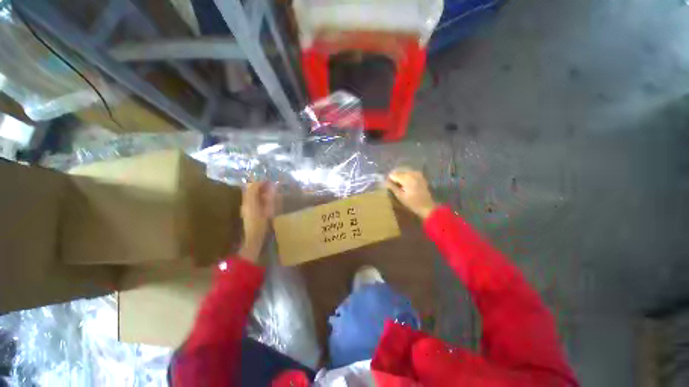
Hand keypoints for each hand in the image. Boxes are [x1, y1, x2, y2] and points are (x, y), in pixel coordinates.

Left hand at [238, 182, 276, 262]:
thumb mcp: (268, 211)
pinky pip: (251, 199)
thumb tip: (273, 186)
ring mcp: (245, 206)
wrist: (252, 239)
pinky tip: (265, 200)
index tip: (271, 181)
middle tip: (271, 186)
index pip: (253, 186)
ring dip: (259, 191)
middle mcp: (245, 202)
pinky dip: (258, 196)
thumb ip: (270, 197)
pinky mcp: (246, 210)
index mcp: (250, 201)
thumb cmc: (261, 226)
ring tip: (270, 192)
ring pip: (250, 193)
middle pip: (250, 189)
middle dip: (260, 185)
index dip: (262, 182)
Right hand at [386, 168, 437, 219]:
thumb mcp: (400, 196)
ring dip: (399, 176)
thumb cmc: (412, 203)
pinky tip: (404, 184)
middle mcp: (412, 173)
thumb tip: (384, 181)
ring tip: (398, 185)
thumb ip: (392, 187)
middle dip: (394, 177)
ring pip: (403, 171)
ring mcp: (417, 173)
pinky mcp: (420, 175)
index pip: (393, 174)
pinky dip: (405, 176)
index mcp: (407, 178)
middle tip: (391, 185)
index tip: (388, 185)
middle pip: (398, 171)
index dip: (389, 179)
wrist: (427, 206)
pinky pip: (409, 173)